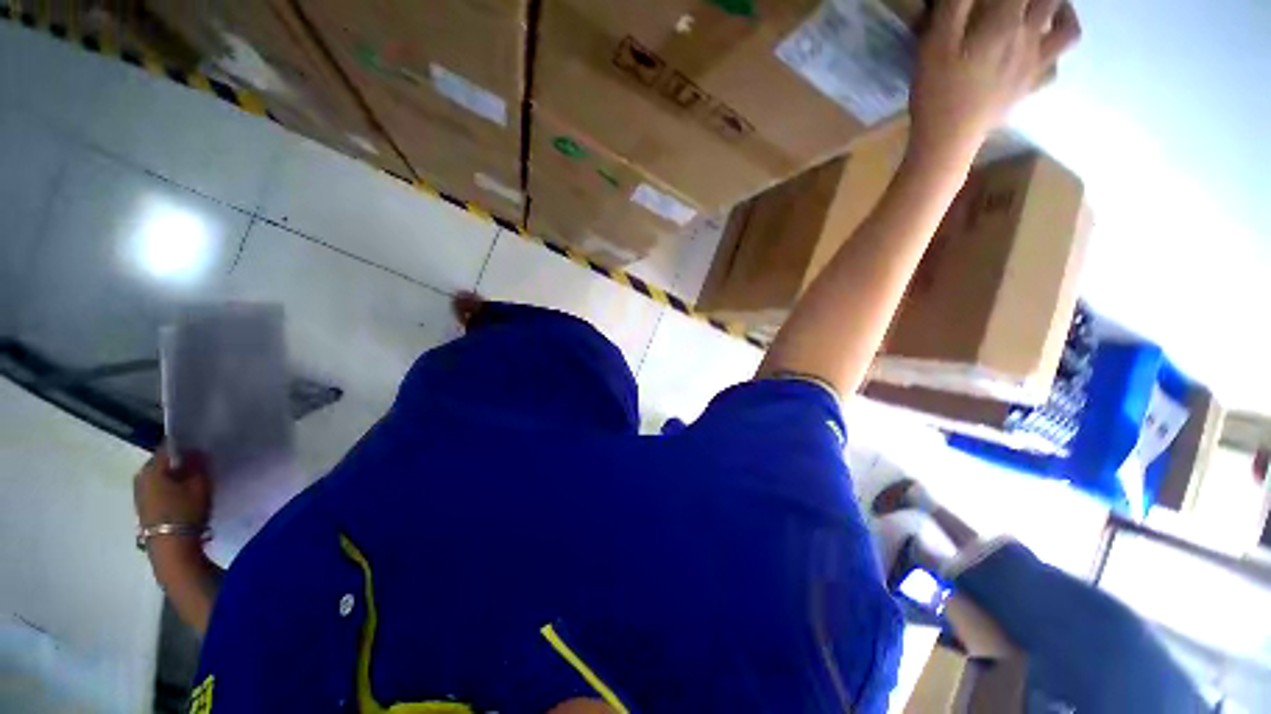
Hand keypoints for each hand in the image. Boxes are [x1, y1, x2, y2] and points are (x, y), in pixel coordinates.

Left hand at [134, 447, 211, 530]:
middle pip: (161, 464)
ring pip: (158, 479)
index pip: (168, 448)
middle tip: (199, 468)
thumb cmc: (185, 511)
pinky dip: (169, 491)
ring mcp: (139, 496)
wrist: (171, 549)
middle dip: (178, 464)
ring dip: (173, 479)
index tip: (201, 450)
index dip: (185, 447)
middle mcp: (140, 478)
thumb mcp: (200, 485)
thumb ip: (198, 465)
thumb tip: (196, 451)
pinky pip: (157, 492)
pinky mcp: (143, 510)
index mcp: (151, 468)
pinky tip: (182, 499)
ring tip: (192, 484)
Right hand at [909, 0, 1080, 162]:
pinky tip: (1042, 53)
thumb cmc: (936, 92)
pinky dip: (1054, 56)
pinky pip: (1054, 69)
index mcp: (1005, 22)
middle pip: (1049, 0)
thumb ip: (956, 6)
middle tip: (1021, 1)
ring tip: (1050, 10)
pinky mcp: (1028, 89)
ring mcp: (1034, 65)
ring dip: (1064, 12)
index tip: (996, 0)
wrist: (946, 140)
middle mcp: (1029, 37)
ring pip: (1067, 29)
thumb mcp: (935, 43)